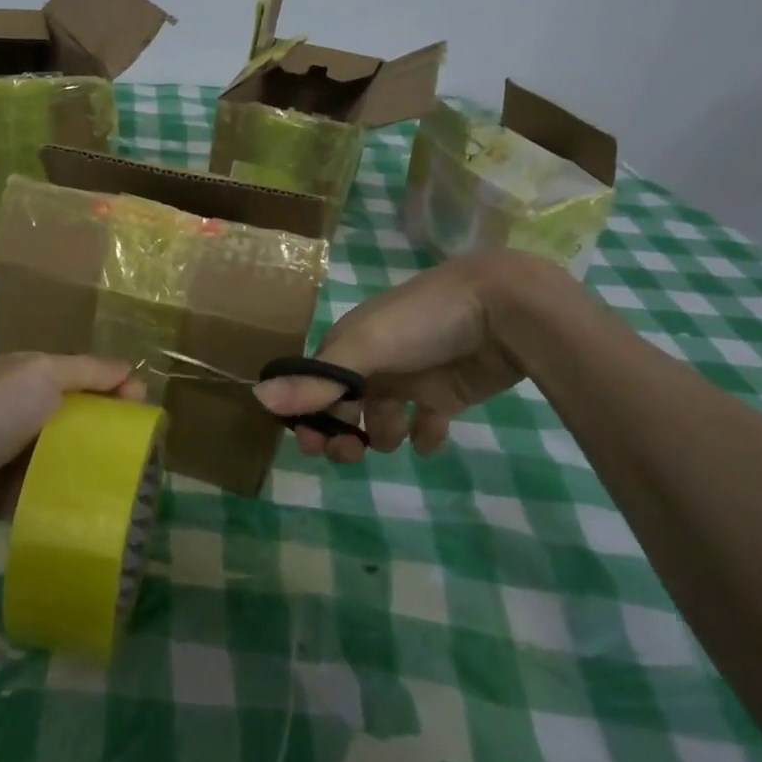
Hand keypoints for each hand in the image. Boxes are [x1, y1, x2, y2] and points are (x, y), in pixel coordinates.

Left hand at [0, 353, 143, 550]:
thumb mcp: (41, 376)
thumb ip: (86, 371)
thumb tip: (128, 369)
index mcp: (27, 374)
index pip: (82, 373)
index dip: (114, 384)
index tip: (143, 404)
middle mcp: (21, 408)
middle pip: (77, 412)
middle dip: (109, 423)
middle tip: (141, 443)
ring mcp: (14, 452)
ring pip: (67, 450)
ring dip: (94, 460)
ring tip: (131, 475)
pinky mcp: (10, 492)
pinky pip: (51, 486)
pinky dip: (72, 490)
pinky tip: (100, 499)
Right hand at [254, 252, 553, 463]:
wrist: (503, 309)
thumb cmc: (423, 322)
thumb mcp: (365, 348)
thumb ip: (317, 379)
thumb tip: (258, 398)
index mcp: (350, 343)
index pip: (315, 384)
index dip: (308, 414)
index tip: (311, 445)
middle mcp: (375, 360)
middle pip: (345, 404)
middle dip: (342, 431)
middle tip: (352, 452)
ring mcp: (412, 376)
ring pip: (382, 417)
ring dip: (382, 434)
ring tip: (398, 436)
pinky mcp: (447, 391)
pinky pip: (427, 422)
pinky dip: (424, 436)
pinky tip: (430, 437)